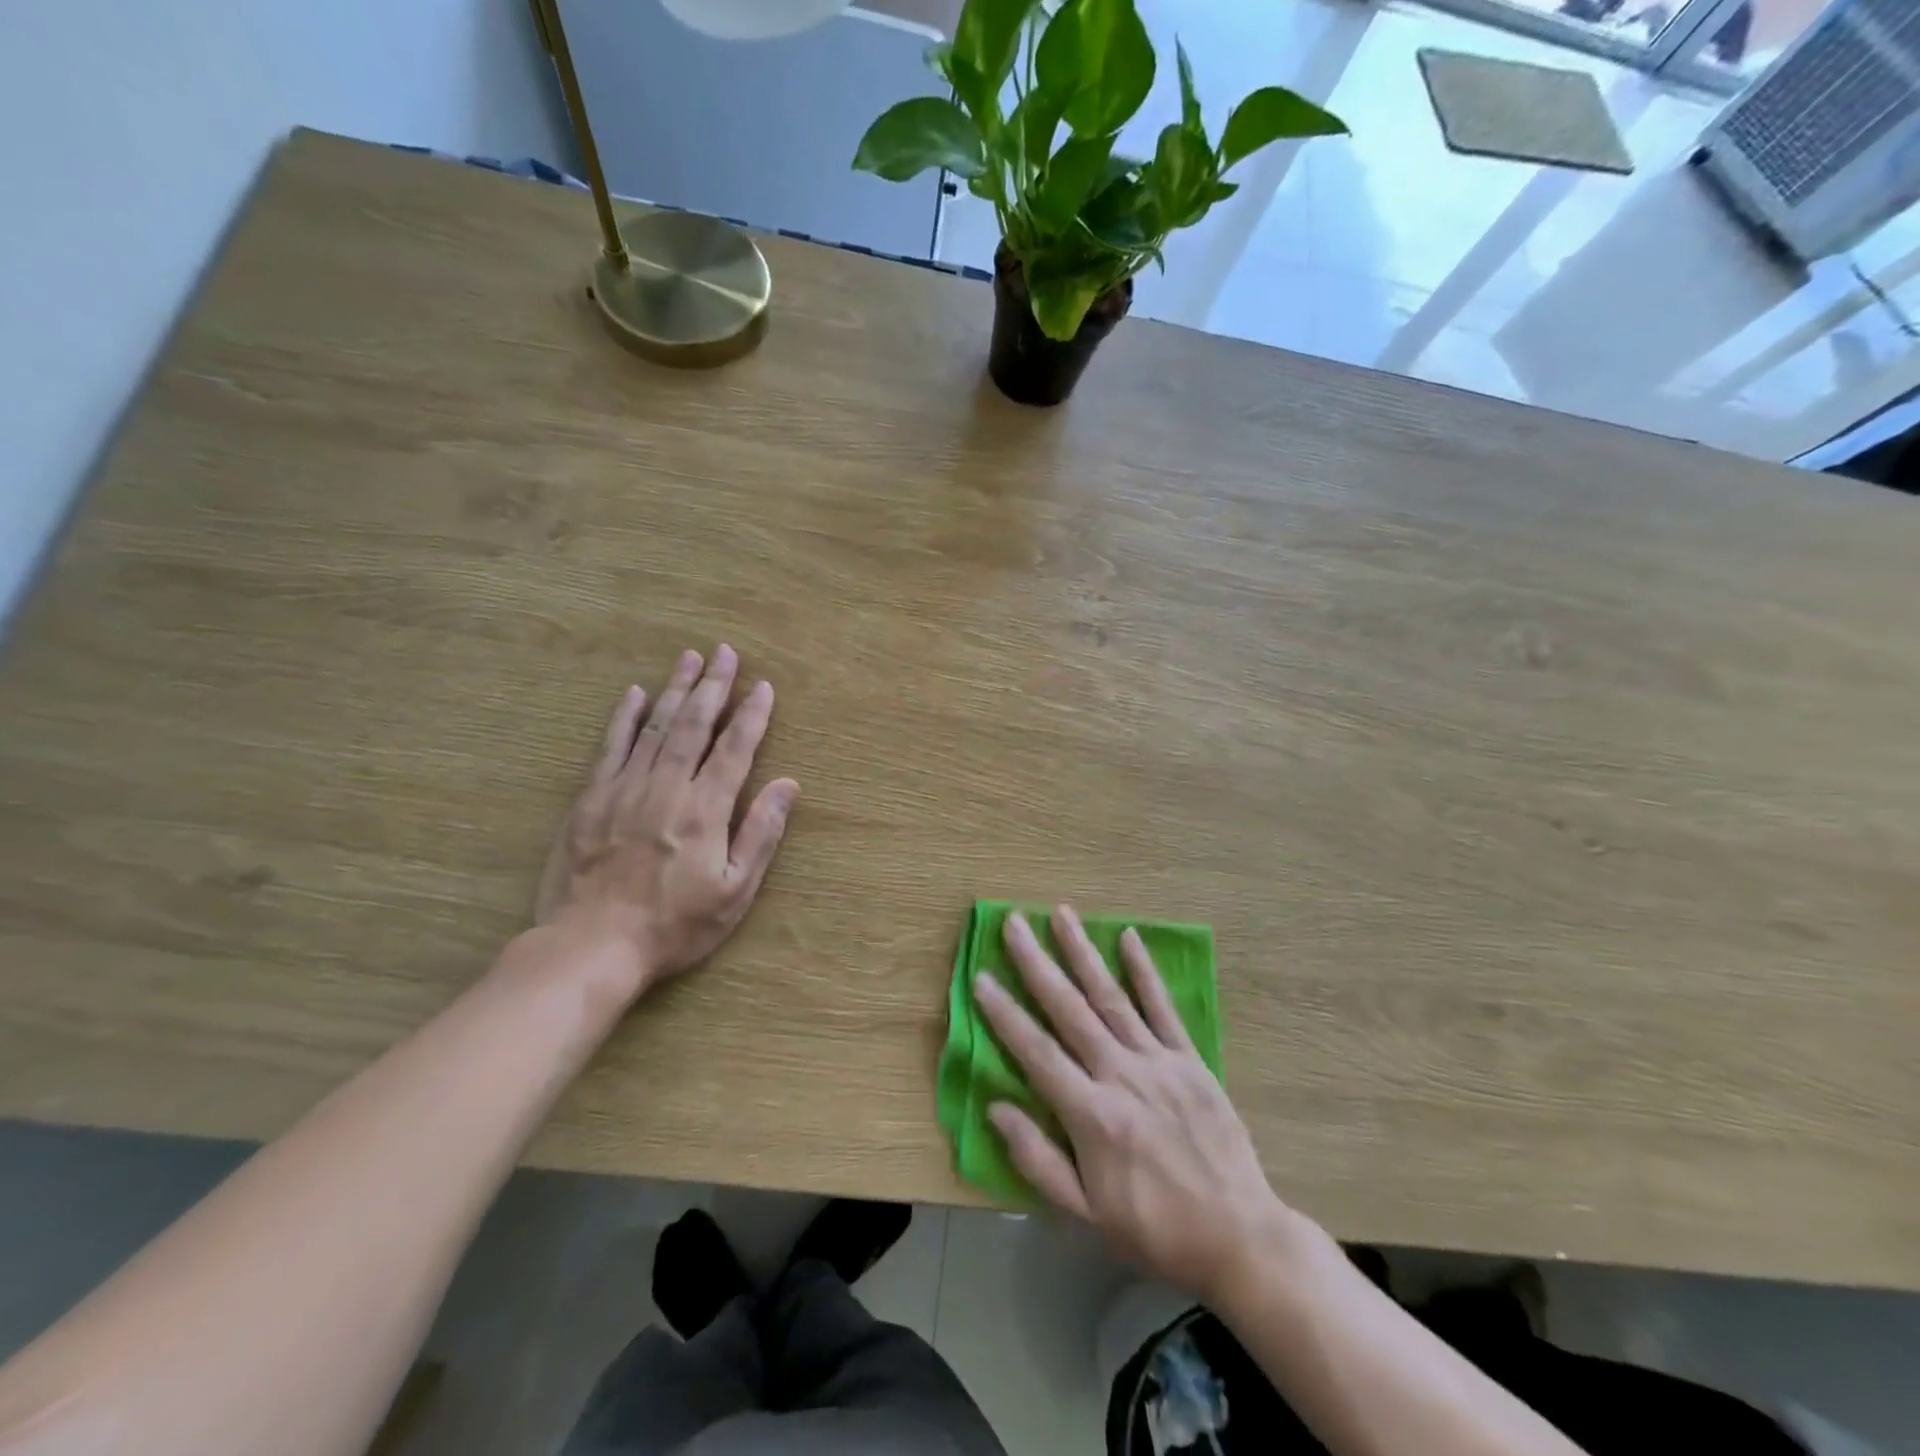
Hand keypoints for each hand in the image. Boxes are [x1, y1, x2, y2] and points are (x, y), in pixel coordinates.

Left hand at [534, 645, 798, 993]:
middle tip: (725, 652)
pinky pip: (610, 747)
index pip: (735, 749)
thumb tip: (789, 785)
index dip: (751, 716)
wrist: (591, 946)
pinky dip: (623, 717)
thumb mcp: (735, 892)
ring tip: (690, 658)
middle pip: (694, 726)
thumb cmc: (674, 925)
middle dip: (714, 686)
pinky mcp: (591, 799)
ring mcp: (624, 789)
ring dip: (676, 690)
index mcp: (705, 810)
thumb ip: (761, 833)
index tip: (763, 687)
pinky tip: (635, 693)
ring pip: (655, 727)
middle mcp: (667, 788)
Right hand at [975, 906, 1293, 1307]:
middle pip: (1070, 1010)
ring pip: (1112, 997)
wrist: (1240, 1238)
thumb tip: (996, 1108)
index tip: (981, 977)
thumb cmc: (1155, 1231)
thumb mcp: (1087, 1214)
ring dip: (1083, 953)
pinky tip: (1128, 937)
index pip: (1037, 1052)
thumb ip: (1038, 1160)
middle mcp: (1122, 1076)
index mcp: (1093, 1116)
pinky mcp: (1191, 1060)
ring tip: (1061, 914)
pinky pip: (1164, 1008)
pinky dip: (1144, 971)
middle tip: (1013, 923)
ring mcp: (1159, 1062)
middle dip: (1037, 964)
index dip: (1005, 1014)